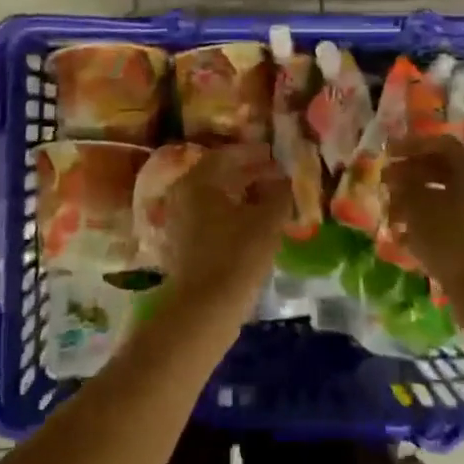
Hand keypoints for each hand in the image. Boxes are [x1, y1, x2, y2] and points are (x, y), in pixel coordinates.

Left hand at [158, 143, 292, 319]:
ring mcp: (178, 221)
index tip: (275, 155)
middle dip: (248, 174)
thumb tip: (284, 179)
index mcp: (198, 180)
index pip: (227, 155)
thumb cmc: (236, 255)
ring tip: (268, 202)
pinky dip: (230, 216)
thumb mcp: (267, 220)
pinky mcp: (181, 245)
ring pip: (213, 199)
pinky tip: (252, 226)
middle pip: (218, 176)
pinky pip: (209, 219)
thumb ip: (279, 193)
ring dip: (240, 196)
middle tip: (275, 177)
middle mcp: (182, 195)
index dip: (253, 154)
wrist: (203, 309)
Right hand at [384, 136, 463, 298]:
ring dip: (416, 201)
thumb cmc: (450, 238)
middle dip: (411, 175)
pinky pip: (452, 222)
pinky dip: (428, 224)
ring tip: (391, 213)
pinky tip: (405, 238)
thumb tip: (396, 176)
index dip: (410, 145)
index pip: (441, 145)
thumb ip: (403, 185)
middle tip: (385, 183)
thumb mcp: (417, 206)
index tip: (386, 152)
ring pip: (446, 198)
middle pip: (444, 170)